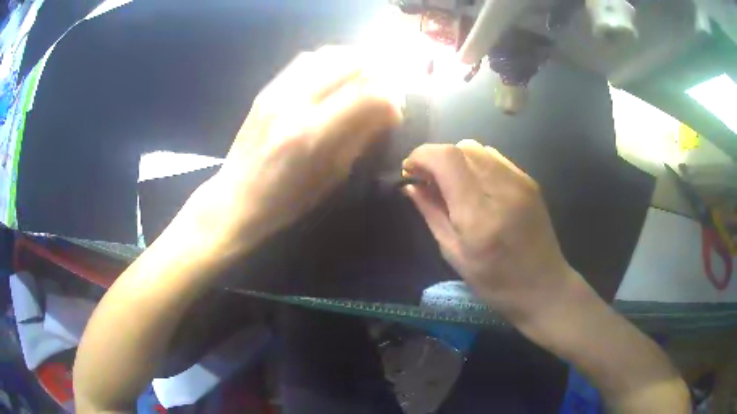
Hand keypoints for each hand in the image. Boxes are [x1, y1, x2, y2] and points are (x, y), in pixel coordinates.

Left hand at [189, 46, 402, 251]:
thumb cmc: (286, 200)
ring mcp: (276, 91)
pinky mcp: (267, 88)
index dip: (391, 97)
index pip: (367, 93)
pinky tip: (336, 75)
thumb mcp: (331, 176)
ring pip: (327, 53)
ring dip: (355, 61)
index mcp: (312, 134)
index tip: (396, 111)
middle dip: (378, 73)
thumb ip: (360, 137)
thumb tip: (386, 111)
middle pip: (349, 62)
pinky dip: (330, 61)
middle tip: (385, 90)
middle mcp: (294, 102)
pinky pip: (306, 59)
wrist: (235, 197)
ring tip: (365, 77)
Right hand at [403, 139, 578, 321]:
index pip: (447, 159)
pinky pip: (494, 157)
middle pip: (461, 147)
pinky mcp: (529, 181)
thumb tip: (411, 186)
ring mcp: (520, 181)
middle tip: (428, 181)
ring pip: (477, 148)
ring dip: (456, 159)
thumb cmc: (495, 282)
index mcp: (479, 215)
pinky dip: (475, 163)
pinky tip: (475, 186)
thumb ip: (431, 214)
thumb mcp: (454, 254)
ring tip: (452, 183)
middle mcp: (502, 188)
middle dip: (436, 158)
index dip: (422, 156)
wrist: (544, 286)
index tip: (409, 170)